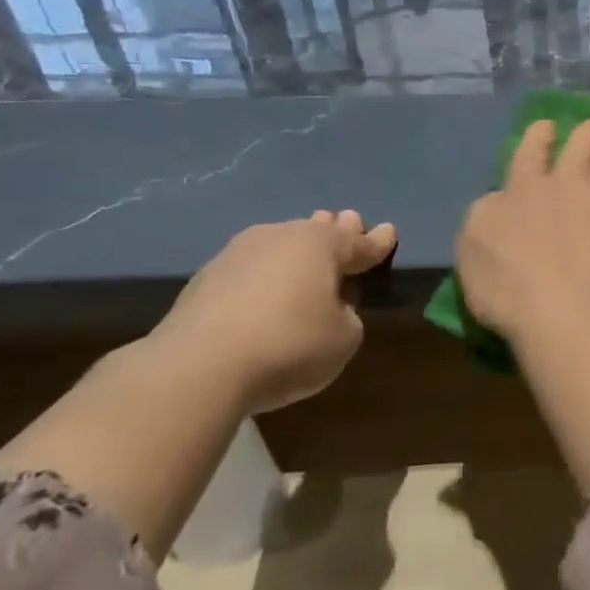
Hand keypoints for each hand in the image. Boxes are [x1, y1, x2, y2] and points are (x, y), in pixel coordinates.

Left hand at [149, 211, 396, 414]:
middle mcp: (280, 237)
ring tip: (307, 255)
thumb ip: (347, 315)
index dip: (378, 242)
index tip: (389, 232)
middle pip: (316, 231)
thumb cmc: (290, 345)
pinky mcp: (205, 279)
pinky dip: (266, 274)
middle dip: (336, 230)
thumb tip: (330, 307)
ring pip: (280, 244)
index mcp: (321, 245)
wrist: (199, 367)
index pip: (359, 242)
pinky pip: (251, 268)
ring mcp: (237, 254)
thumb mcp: (344, 338)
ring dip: (296, 251)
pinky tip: (267, 287)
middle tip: (349, 223)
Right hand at [456, 120, 589, 340]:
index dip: (540, 134)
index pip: (532, 149)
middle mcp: (565, 183)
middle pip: (579, 146)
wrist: (564, 310)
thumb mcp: (471, 245)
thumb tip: (501, 197)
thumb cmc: (507, 286)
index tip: (548, 125)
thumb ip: (487, 211)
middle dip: (586, 132)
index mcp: (523, 188)